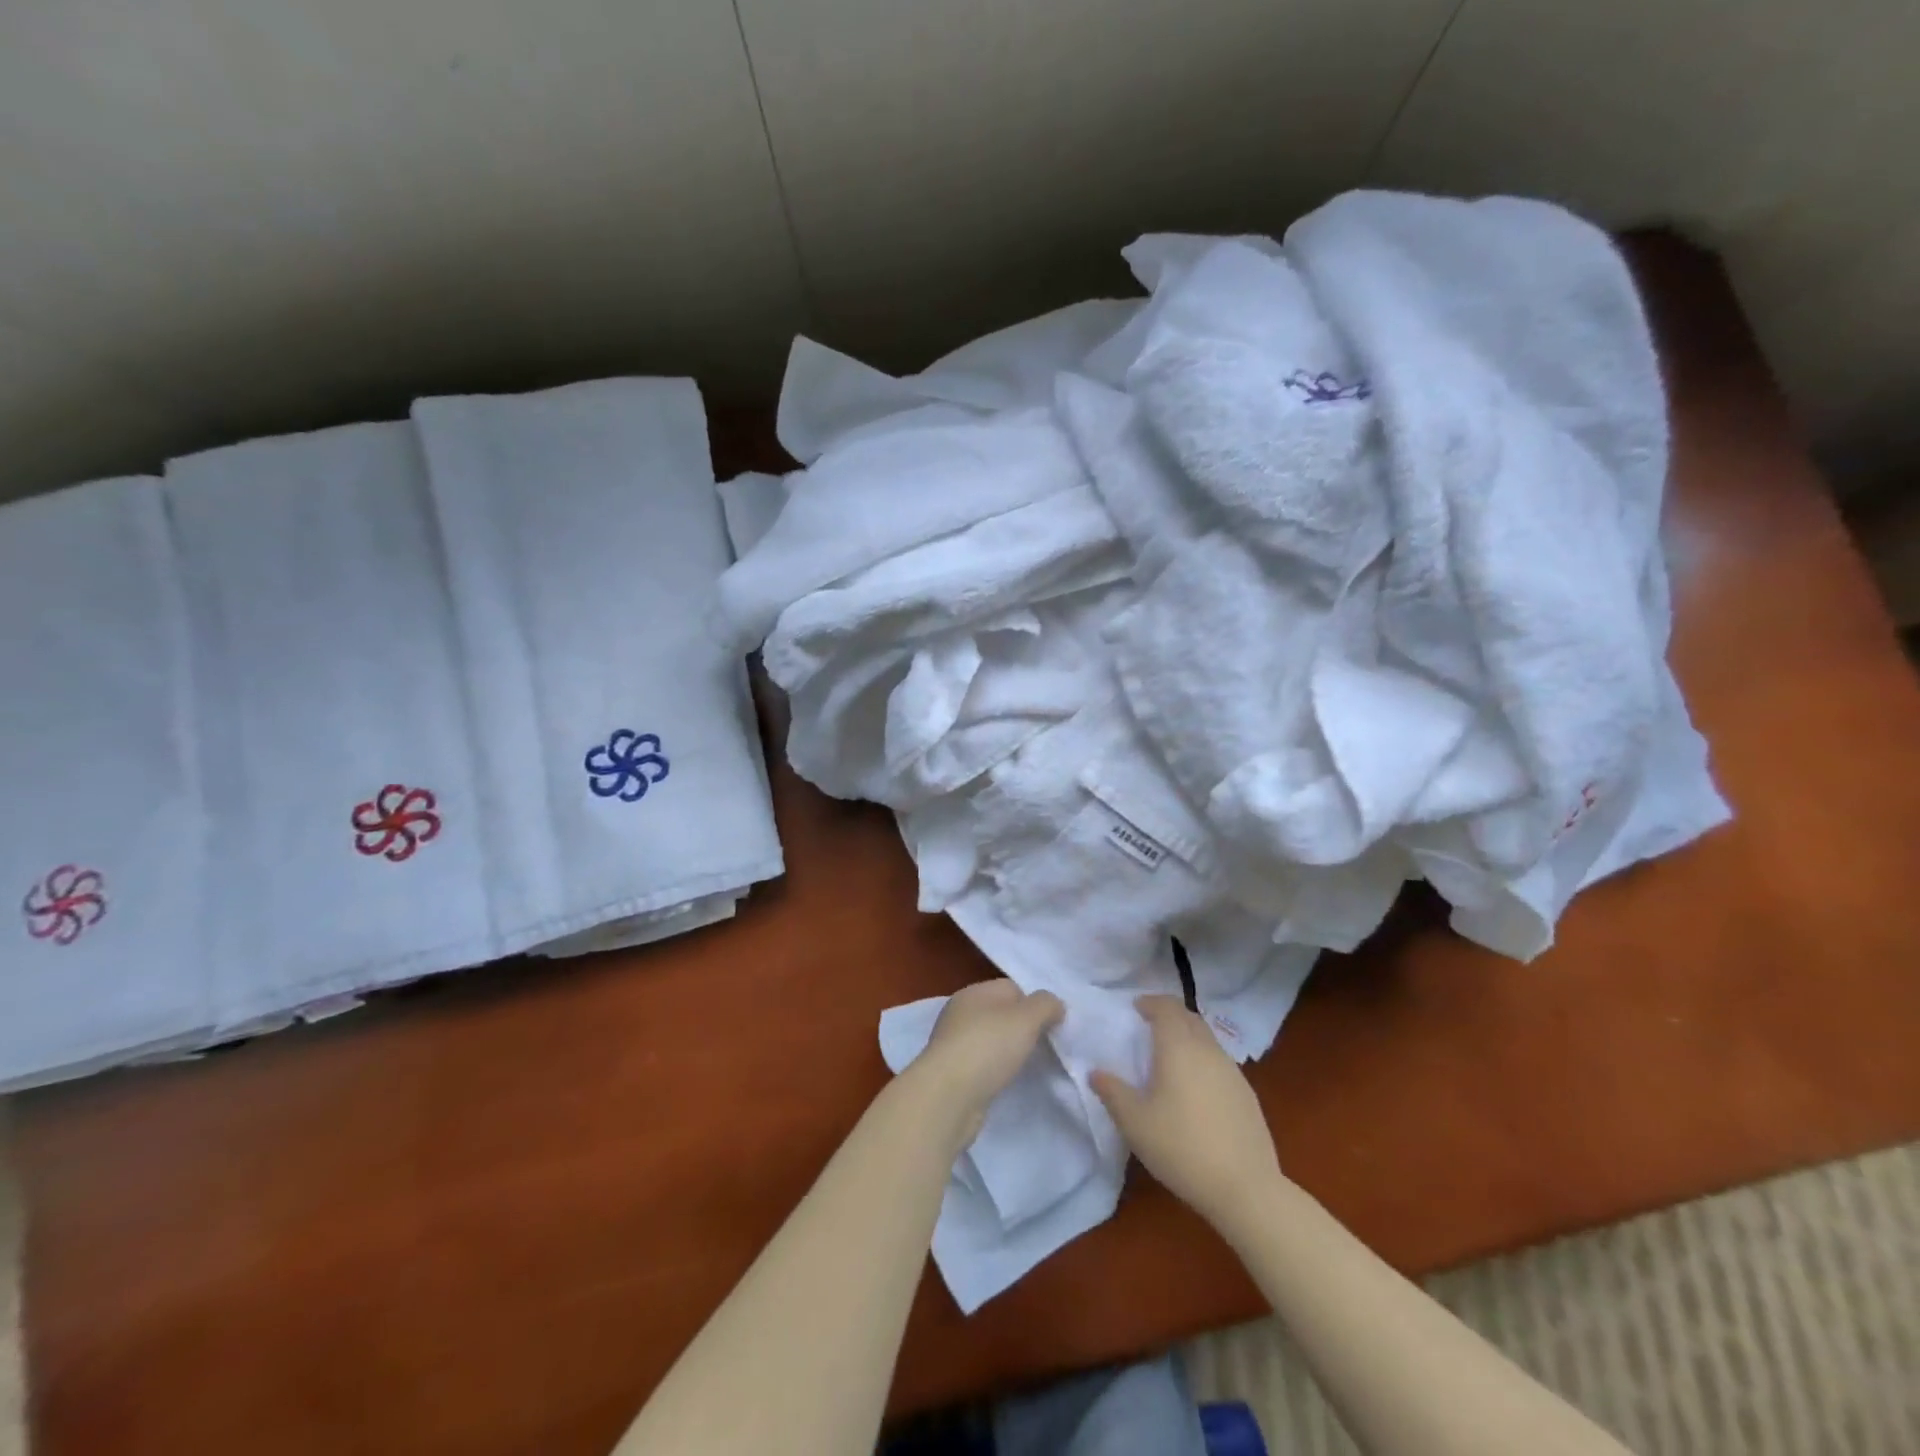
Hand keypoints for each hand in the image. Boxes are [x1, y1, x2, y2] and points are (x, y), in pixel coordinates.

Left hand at [910, 980, 1063, 1146]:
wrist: (948, 1097)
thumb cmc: (988, 1047)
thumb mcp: (1027, 1018)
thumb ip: (1046, 1005)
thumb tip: (1055, 1005)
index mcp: (974, 992)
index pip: (1012, 988)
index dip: (1035, 1003)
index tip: (1054, 1025)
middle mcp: (960, 1013)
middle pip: (1002, 1014)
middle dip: (1024, 1028)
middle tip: (1047, 1046)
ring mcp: (954, 1044)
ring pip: (992, 1041)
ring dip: (1010, 1051)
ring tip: (1030, 1066)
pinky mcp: (953, 1074)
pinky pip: (984, 1065)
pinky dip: (997, 1071)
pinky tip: (1007, 1082)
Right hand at [1091, 995, 1283, 1235]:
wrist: (1245, 1188)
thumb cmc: (1182, 1148)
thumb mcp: (1135, 1123)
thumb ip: (1112, 1092)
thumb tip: (1095, 1072)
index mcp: (1179, 1048)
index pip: (1167, 1007)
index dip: (1151, 1002)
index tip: (1135, 1008)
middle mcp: (1208, 1050)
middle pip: (1189, 1017)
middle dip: (1169, 1015)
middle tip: (1149, 1026)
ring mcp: (1232, 1071)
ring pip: (1207, 1039)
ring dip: (1187, 1036)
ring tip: (1169, 1057)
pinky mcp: (1247, 1094)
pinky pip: (1219, 1061)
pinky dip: (1202, 1059)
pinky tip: (1194, 1087)